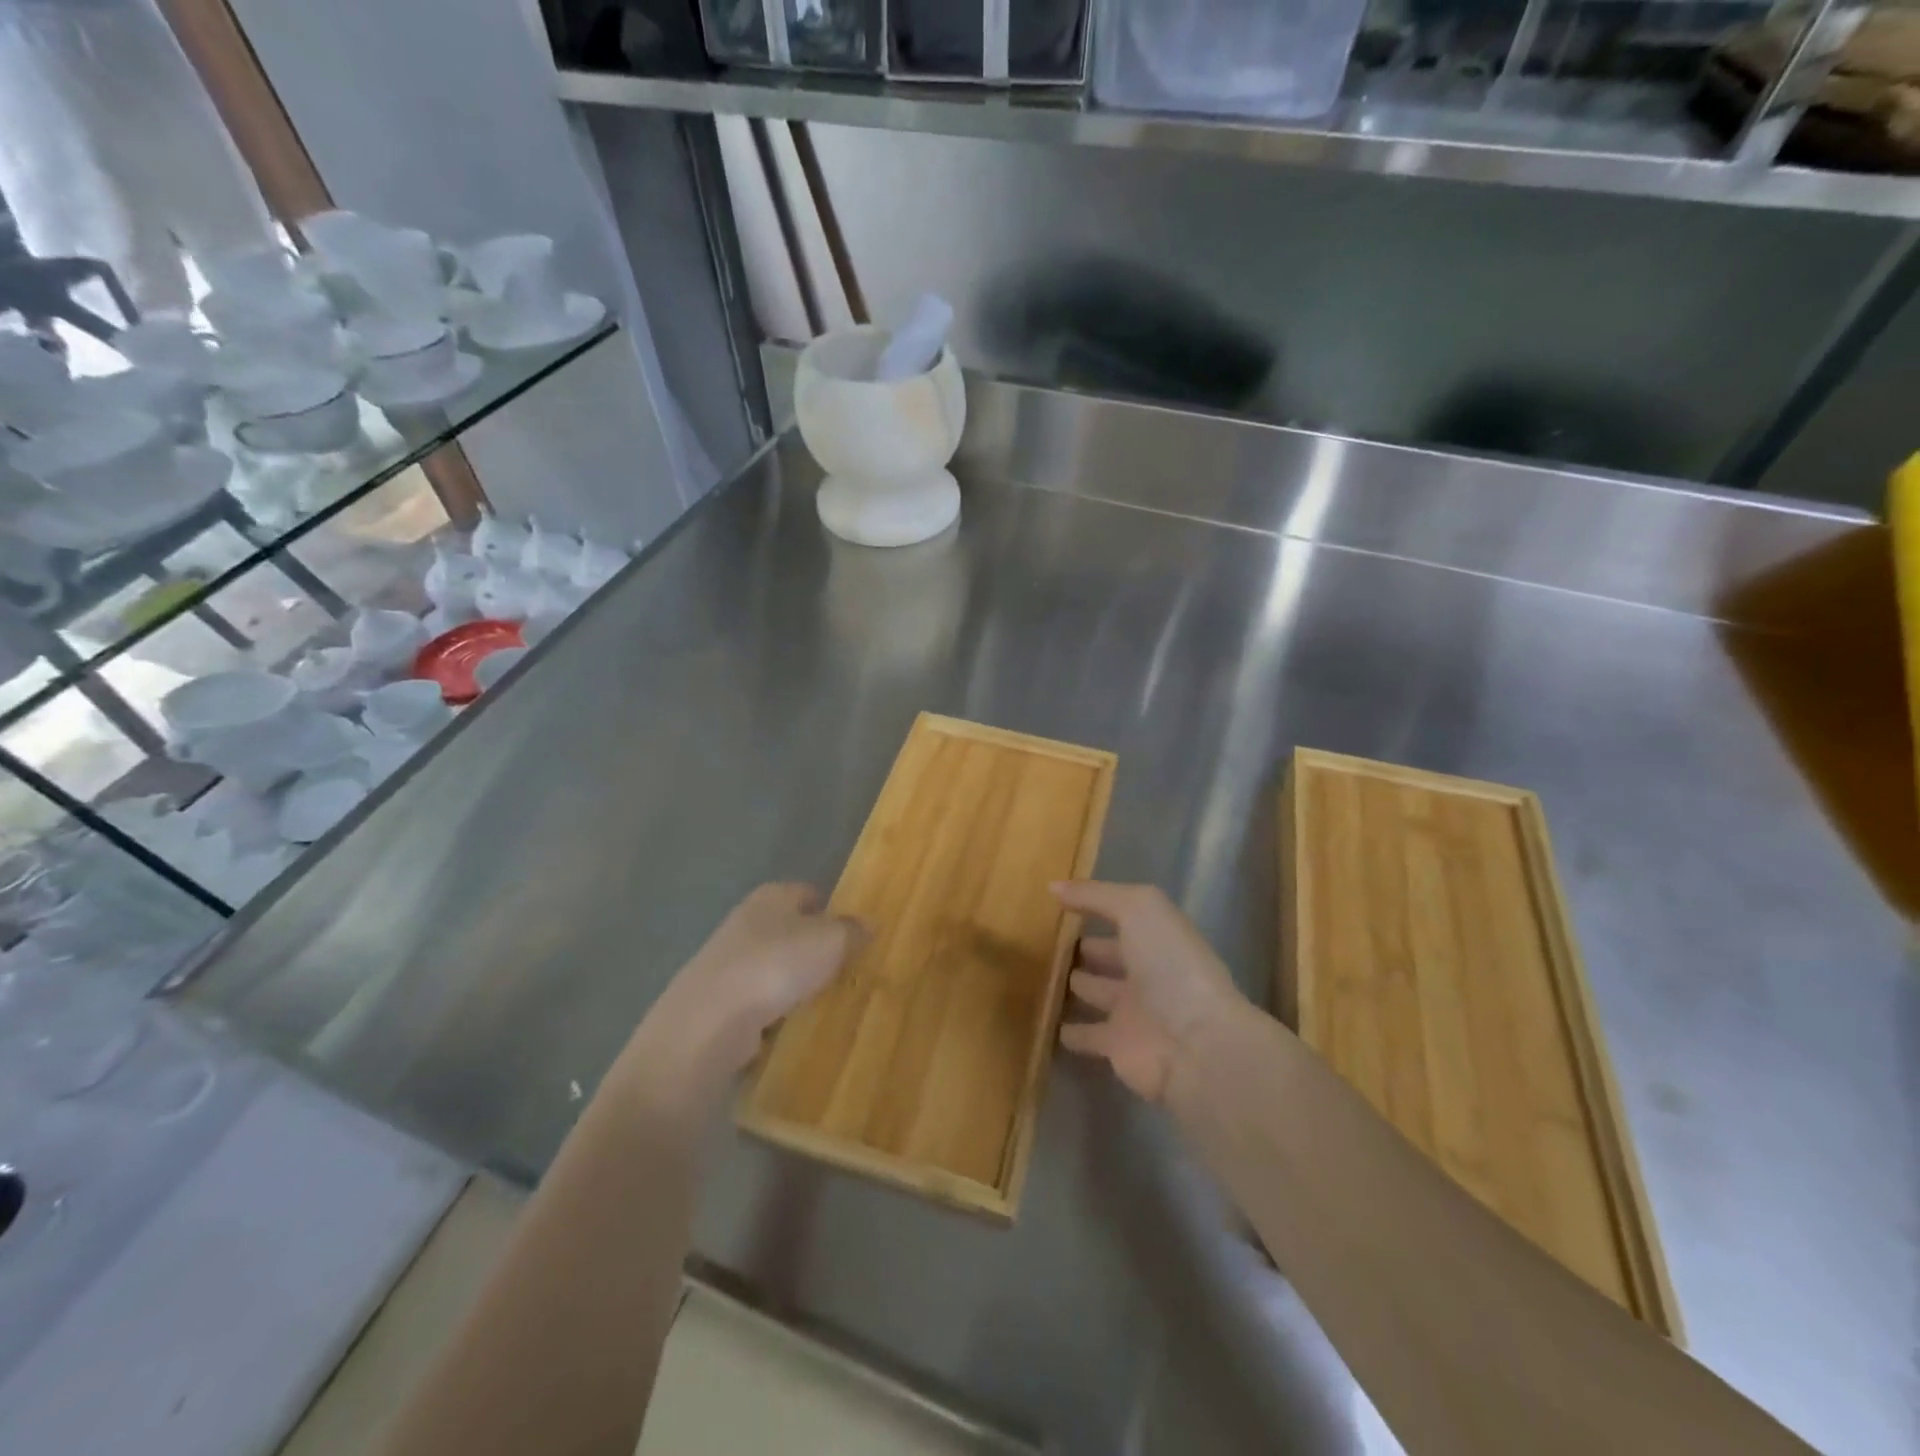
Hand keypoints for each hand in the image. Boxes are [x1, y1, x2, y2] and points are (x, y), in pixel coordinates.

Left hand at [610, 884, 865, 1113]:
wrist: (709, 1022)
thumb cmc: (776, 965)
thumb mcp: (830, 941)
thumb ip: (852, 931)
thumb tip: (868, 923)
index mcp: (772, 896)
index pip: (807, 892)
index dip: (831, 908)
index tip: (853, 932)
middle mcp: (746, 922)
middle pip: (789, 930)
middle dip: (814, 948)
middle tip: (846, 970)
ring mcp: (728, 962)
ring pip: (773, 967)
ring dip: (794, 983)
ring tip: (825, 1003)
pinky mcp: (718, 1002)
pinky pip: (758, 1002)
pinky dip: (775, 1013)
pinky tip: (794, 1028)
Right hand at [1052, 881, 1248, 1102]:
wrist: (1196, 1045)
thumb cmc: (1171, 967)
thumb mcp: (1138, 909)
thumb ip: (1096, 895)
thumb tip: (1053, 887)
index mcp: (1155, 938)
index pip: (1120, 919)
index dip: (1094, 909)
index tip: (1057, 905)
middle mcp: (1145, 973)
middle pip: (1106, 957)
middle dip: (1082, 950)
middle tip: (1042, 943)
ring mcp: (1131, 1013)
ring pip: (1094, 993)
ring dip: (1072, 988)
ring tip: (1036, 977)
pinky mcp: (1116, 1048)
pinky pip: (1084, 1035)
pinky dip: (1067, 1031)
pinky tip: (1043, 1022)